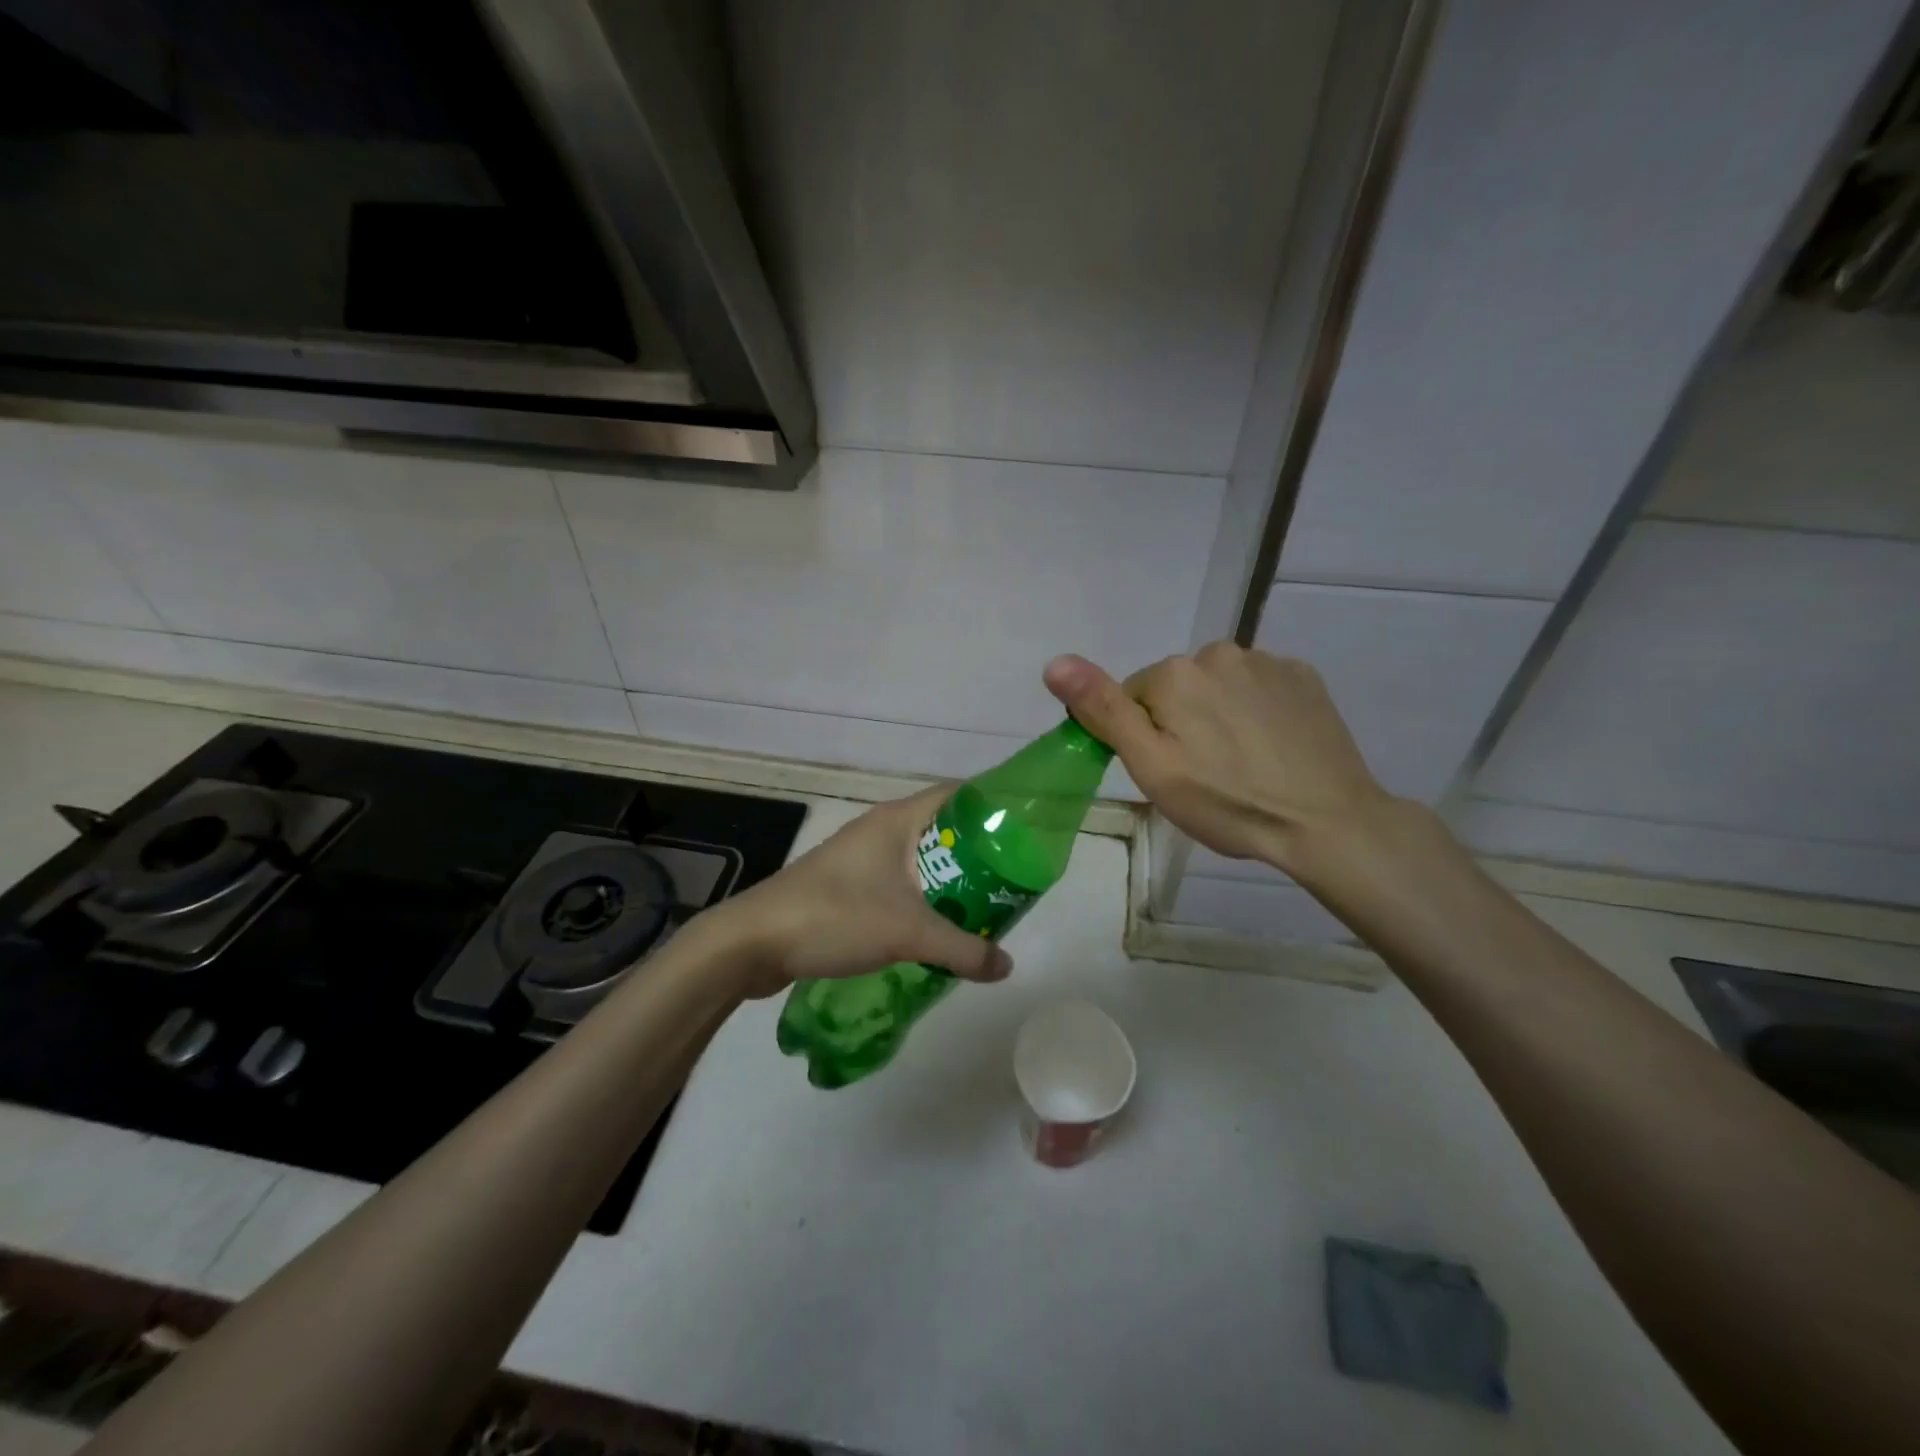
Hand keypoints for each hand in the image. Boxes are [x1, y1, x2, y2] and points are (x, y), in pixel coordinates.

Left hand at [703, 785, 1014, 999]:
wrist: (754, 942)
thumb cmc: (836, 916)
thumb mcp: (908, 933)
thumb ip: (964, 949)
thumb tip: (1007, 966)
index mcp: (896, 820)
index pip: (957, 795)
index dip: (992, 806)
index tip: (1023, 831)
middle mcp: (879, 830)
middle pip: (942, 831)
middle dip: (977, 854)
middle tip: (1011, 881)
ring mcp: (859, 858)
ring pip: (919, 861)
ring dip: (949, 881)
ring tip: (983, 908)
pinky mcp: (845, 886)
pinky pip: (897, 884)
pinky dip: (922, 900)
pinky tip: (936, 930)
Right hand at [1043, 643, 1396, 879]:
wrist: (1326, 822)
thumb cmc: (1227, 802)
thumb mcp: (1152, 766)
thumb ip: (1103, 709)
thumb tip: (1055, 662)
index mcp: (1175, 673)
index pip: (1133, 697)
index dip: (1142, 737)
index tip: (1167, 772)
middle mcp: (1219, 652)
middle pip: (1176, 688)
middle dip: (1179, 722)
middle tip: (1203, 774)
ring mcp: (1268, 662)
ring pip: (1218, 686)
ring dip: (1218, 714)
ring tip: (1241, 764)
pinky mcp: (1304, 677)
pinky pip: (1259, 688)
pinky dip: (1256, 711)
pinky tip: (1272, 748)